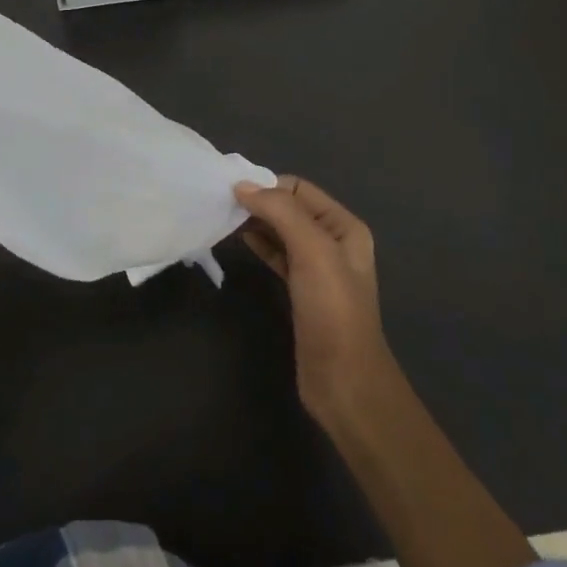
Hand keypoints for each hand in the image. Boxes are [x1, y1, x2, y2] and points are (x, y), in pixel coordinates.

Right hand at [235, 175, 394, 425]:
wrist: (344, 380)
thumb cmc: (332, 309)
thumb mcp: (312, 250)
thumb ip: (280, 212)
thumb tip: (242, 185)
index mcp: (343, 226)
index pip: (299, 189)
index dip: (267, 185)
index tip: (232, 190)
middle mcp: (332, 241)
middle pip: (289, 209)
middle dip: (258, 202)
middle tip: (221, 203)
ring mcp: (317, 268)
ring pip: (280, 232)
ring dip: (254, 222)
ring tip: (223, 218)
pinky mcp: (300, 291)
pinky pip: (276, 255)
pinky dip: (257, 244)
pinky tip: (237, 240)